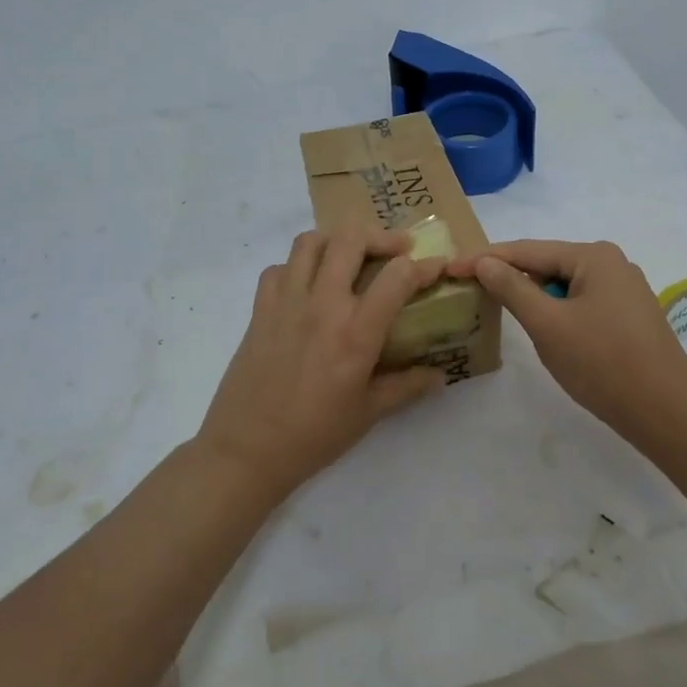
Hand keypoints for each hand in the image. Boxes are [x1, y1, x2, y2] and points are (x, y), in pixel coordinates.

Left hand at [198, 229, 447, 501]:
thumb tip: (439, 375)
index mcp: (356, 333)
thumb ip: (406, 386)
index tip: (436, 267)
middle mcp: (323, 305)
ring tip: (350, 257)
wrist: (247, 450)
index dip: (423, 266)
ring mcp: (287, 302)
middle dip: (381, 236)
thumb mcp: (368, 414)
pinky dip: (297, 267)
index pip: (397, 276)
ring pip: (311, 242)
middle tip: (396, 250)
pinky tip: (307, 286)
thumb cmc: (314, 435)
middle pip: (351, 239)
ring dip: (336, 241)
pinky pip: (279, 268)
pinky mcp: (260, 309)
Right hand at [447, 239, 686, 448]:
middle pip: (547, 264)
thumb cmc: (603, 364)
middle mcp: (612, 263)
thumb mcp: (548, 325)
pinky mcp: (629, 315)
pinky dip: (556, 311)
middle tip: (471, 288)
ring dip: (533, 297)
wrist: (667, 413)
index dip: (486, 259)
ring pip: (563, 286)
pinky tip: (542, 328)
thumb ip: (512, 288)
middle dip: (510, 277)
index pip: (527, 251)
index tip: (451, 268)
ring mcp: (624, 290)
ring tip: (499, 308)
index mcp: (594, 256)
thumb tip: (485, 262)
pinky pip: (580, 302)